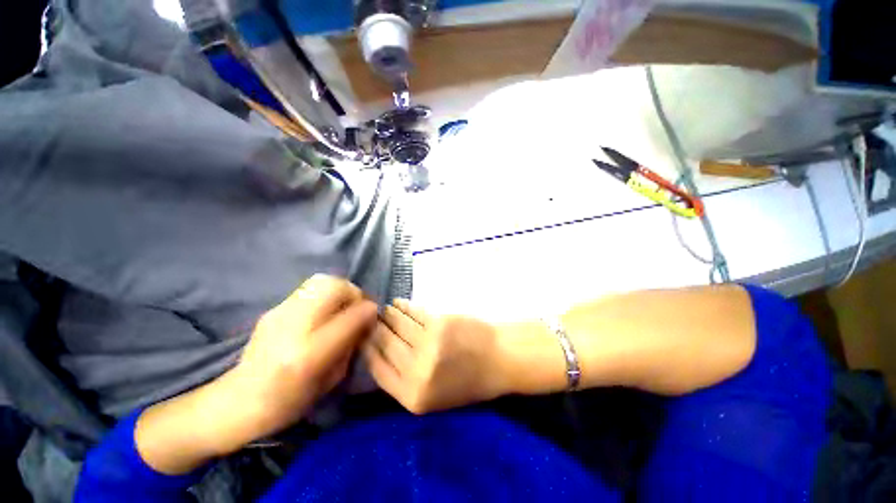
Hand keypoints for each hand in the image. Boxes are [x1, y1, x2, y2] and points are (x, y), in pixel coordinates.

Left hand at [136, 275, 376, 473]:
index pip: (350, 317)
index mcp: (308, 354)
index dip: (368, 311)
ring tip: (342, 305)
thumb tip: (366, 320)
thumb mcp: (329, 382)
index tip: (374, 314)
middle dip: (354, 292)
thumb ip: (351, 345)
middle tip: (358, 306)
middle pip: (334, 287)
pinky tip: (324, 310)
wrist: (236, 402)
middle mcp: (293, 327)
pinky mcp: (274, 309)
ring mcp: (280, 313)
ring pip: (321, 281)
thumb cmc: (287, 404)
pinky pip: (309, 289)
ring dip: (340, 289)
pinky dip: (325, 293)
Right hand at [363, 299, 509, 413]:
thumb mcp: (433, 398)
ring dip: (388, 315)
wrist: (500, 360)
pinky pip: (413, 312)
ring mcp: (428, 344)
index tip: (361, 338)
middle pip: (384, 344)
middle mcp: (416, 371)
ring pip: (397, 325)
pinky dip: (404, 306)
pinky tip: (399, 303)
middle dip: (374, 329)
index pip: (377, 369)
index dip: (367, 350)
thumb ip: (404, 382)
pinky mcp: (439, 323)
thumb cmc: (469, 382)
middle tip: (369, 319)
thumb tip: (379, 355)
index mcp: (412, 396)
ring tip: (385, 310)